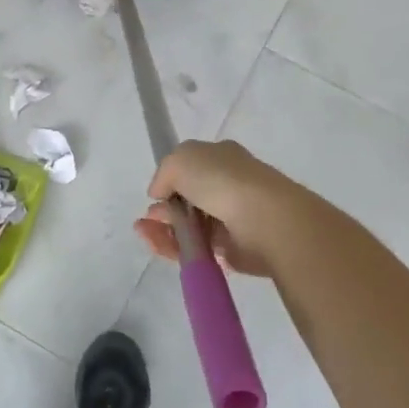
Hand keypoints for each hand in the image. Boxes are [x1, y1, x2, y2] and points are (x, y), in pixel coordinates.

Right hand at [133, 139, 307, 278]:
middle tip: (148, 218)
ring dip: (163, 229)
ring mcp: (231, 219)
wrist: (264, 219)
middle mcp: (229, 186)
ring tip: (144, 232)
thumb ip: (164, 173)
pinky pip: (196, 249)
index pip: (192, 168)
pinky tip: (157, 244)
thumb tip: (161, 193)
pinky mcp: (232, 249)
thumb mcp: (180, 159)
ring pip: (189, 226)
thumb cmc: (222, 180)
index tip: (156, 193)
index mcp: (222, 158)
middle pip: (188, 200)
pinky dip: (174, 248)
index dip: (171, 180)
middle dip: (164, 209)